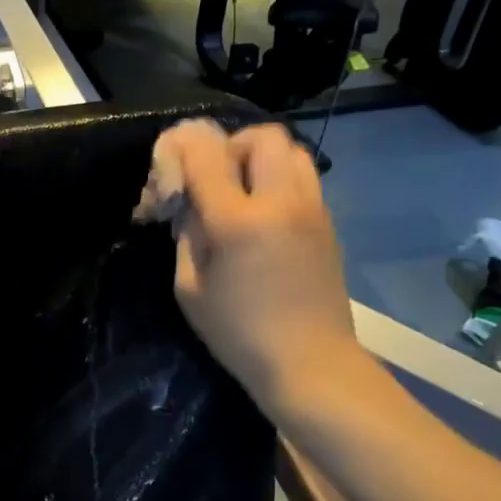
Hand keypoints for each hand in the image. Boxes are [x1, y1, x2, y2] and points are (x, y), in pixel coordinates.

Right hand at [157, 120, 361, 413]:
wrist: (310, 363)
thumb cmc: (239, 334)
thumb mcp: (190, 289)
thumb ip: (186, 236)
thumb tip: (189, 204)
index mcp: (238, 221)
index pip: (207, 155)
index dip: (184, 147)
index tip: (172, 162)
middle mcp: (281, 202)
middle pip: (262, 137)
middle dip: (231, 146)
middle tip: (216, 179)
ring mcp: (312, 210)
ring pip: (292, 151)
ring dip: (262, 159)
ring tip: (244, 192)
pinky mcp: (329, 223)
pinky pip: (304, 179)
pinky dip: (281, 180)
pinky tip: (266, 216)